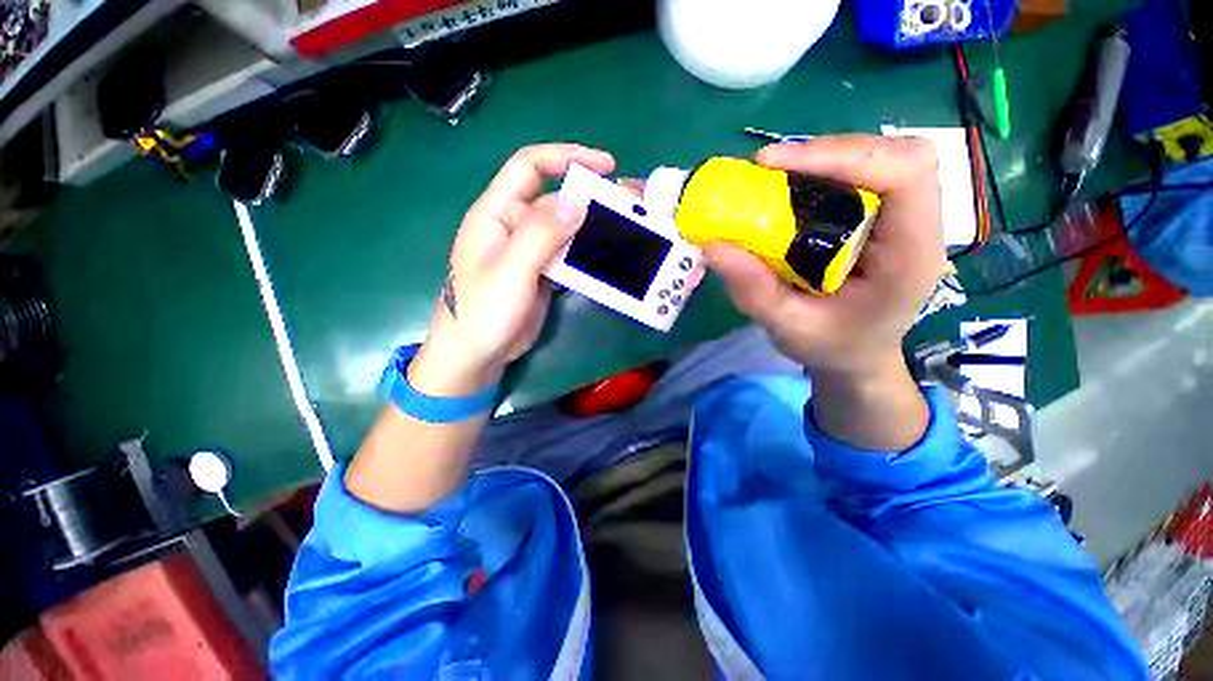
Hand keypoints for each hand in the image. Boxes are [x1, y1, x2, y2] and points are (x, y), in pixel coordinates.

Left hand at [410, 144, 615, 394]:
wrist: (476, 355)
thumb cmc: (483, 311)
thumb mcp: (510, 270)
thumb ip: (541, 234)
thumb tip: (576, 200)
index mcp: (496, 213)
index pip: (529, 167)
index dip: (566, 157)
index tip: (604, 165)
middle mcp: (514, 226)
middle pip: (555, 199)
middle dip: (590, 197)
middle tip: (627, 203)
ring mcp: (529, 252)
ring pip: (565, 229)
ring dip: (592, 227)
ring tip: (626, 229)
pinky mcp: (541, 273)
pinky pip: (567, 255)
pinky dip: (587, 253)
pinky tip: (608, 256)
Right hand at [705, 135, 945, 380]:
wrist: (858, 355)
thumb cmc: (831, 347)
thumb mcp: (787, 328)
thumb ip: (753, 291)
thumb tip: (712, 245)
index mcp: (909, 258)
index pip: (905, 176)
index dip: (843, 156)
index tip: (773, 165)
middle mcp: (917, 228)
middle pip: (899, 154)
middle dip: (831, 152)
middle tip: (772, 168)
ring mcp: (904, 218)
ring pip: (882, 156)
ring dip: (827, 157)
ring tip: (778, 175)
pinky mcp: (884, 216)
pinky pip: (865, 172)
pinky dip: (826, 170)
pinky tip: (795, 188)